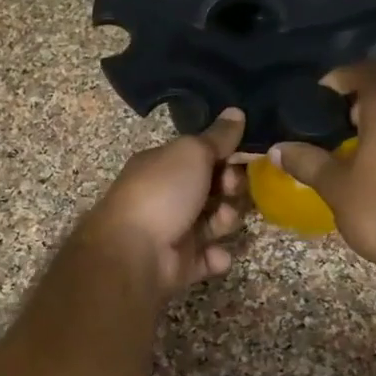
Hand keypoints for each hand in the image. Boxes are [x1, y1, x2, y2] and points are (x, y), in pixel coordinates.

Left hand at [79, 110, 247, 295]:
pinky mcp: (181, 264)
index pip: (203, 157)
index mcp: (164, 165)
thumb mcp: (192, 153)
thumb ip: (217, 136)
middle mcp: (168, 196)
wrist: (133, 253)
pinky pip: (209, 258)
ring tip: (220, 222)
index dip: (226, 157)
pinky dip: (216, 257)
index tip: (241, 159)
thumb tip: (237, 111)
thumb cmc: (162, 192)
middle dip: (231, 189)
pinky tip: (215, 254)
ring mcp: (174, 231)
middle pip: (214, 189)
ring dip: (226, 220)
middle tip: (230, 190)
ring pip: (215, 222)